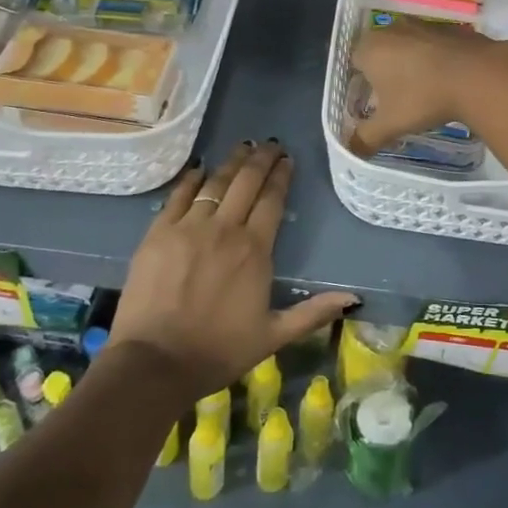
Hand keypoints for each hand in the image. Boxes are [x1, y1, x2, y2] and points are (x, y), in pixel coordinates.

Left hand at [110, 140, 354, 400]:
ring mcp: (188, 228)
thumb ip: (312, 313)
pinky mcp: (158, 233)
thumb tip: (353, 298)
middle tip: (270, 144)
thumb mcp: (273, 336)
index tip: (287, 160)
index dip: (281, 177)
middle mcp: (225, 229)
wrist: (154, 364)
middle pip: (246, 182)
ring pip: (215, 183)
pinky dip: (191, 179)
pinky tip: (200, 168)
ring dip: (231, 162)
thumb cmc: (218, 351)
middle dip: (261, 159)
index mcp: (255, 250)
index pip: (272, 200)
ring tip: (242, 147)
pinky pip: (178, 196)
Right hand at [348, 18, 507, 153]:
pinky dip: (434, 59)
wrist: (477, 74)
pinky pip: (433, 45)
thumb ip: (365, 139)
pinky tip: (445, 79)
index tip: (372, 102)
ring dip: (410, 63)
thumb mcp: (390, 125)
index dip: (360, 82)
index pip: (354, 61)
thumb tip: (352, 151)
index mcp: (370, 48)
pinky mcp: (449, 28)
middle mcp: (392, 30)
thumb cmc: (423, 97)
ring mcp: (423, 26)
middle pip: (380, 50)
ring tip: (421, 90)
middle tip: (394, 98)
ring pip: (407, 46)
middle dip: (385, 72)